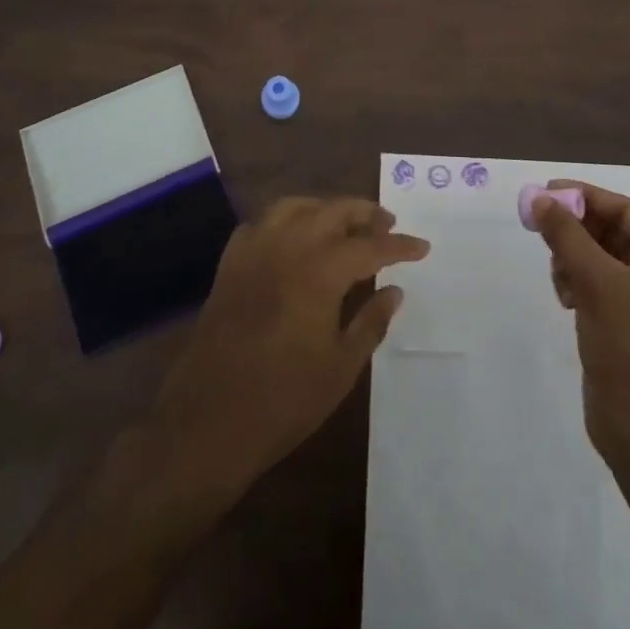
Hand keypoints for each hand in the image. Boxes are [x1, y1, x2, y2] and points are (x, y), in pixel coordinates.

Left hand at [152, 197, 428, 489]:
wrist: (207, 422)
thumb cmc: (283, 400)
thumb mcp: (340, 368)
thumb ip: (371, 322)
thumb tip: (394, 291)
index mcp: (320, 270)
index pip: (370, 246)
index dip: (400, 246)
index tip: (422, 246)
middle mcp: (288, 246)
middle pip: (333, 211)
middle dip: (365, 213)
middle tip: (387, 224)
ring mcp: (254, 250)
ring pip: (295, 206)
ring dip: (325, 207)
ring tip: (344, 223)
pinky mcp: (230, 263)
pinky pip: (262, 223)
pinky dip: (285, 221)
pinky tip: (294, 239)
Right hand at [533, 181, 629, 473]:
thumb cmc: (629, 348)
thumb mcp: (595, 283)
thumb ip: (566, 235)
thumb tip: (538, 198)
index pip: (626, 210)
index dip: (586, 197)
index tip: (546, 193)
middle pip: (612, 232)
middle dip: (576, 229)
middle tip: (539, 227)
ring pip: (601, 257)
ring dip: (573, 256)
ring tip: (558, 274)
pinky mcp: (628, 322)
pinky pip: (598, 283)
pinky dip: (578, 281)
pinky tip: (565, 296)